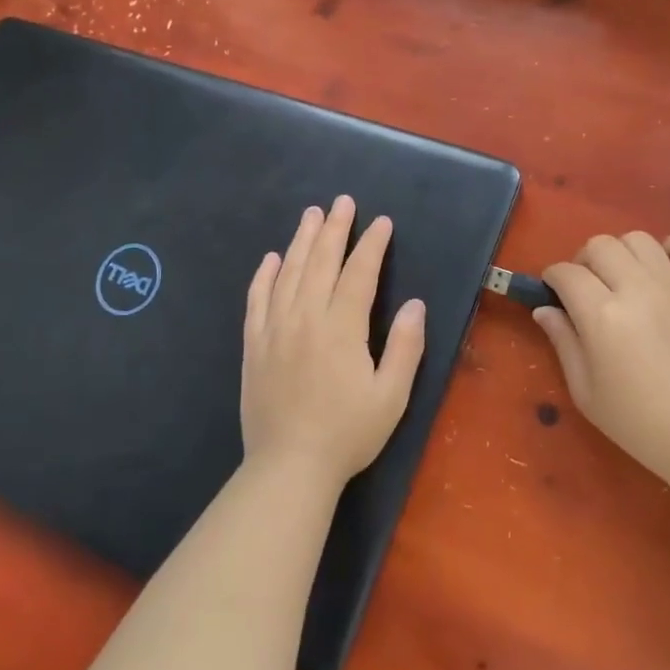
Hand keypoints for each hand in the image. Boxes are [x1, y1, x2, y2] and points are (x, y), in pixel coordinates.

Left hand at [241, 196, 426, 491]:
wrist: (289, 467)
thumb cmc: (348, 433)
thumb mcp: (391, 396)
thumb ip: (404, 347)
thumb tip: (415, 305)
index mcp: (342, 328)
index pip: (359, 274)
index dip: (372, 245)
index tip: (381, 222)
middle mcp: (305, 318)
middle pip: (321, 262)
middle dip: (335, 228)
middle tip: (342, 202)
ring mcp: (275, 329)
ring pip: (289, 273)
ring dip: (302, 240)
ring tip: (311, 214)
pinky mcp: (254, 345)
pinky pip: (257, 299)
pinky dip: (264, 275)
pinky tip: (271, 258)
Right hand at [533, 232, 669, 482]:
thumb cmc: (635, 421)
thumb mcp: (584, 390)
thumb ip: (562, 341)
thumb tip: (544, 309)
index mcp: (601, 315)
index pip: (566, 273)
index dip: (552, 278)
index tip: (553, 292)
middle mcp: (637, 290)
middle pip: (600, 245)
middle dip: (584, 261)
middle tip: (586, 288)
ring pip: (639, 239)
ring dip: (622, 252)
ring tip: (623, 278)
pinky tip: (665, 266)